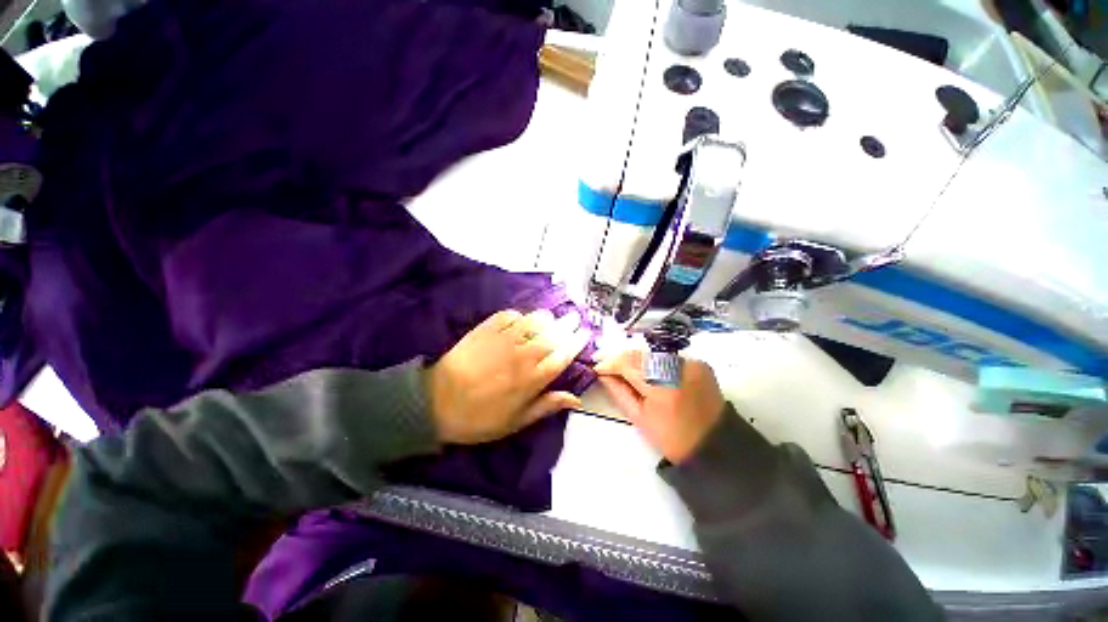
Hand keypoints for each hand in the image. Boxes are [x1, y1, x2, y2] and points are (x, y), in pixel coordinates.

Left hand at [428, 309, 589, 444]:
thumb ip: (547, 406)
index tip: (585, 332)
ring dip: (546, 317)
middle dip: (568, 324)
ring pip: (533, 321)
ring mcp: (504, 339)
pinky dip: (518, 315)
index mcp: (533, 379)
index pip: (564, 355)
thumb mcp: (516, 422)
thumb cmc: (479, 418)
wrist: (436, 403)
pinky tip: (520, 319)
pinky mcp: (486, 329)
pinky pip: (508, 315)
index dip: (577, 342)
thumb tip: (576, 399)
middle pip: (553, 334)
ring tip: (550, 317)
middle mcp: (524, 355)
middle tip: (575, 317)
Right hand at [595, 350, 723, 463]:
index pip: (628, 364)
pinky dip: (656, 362)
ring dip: (638, 360)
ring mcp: (691, 363)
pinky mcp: (699, 363)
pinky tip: (649, 372)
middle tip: (608, 365)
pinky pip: (669, 357)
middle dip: (622, 359)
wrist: (715, 445)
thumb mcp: (639, 419)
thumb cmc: (672, 438)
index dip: (610, 363)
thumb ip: (619, 392)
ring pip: (653, 354)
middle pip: (640, 355)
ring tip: (626, 369)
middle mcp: (678, 367)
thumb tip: (603, 374)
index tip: (597, 366)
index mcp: (661, 386)